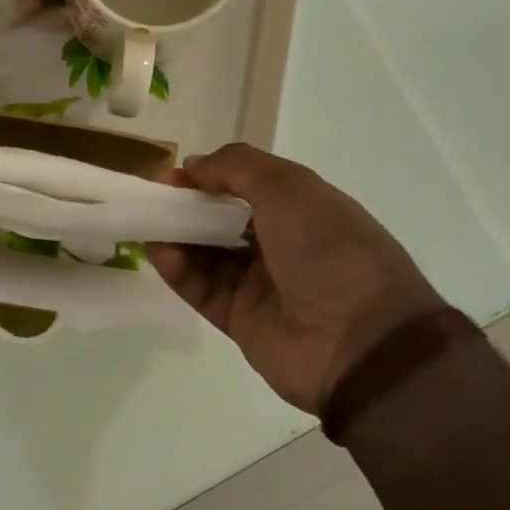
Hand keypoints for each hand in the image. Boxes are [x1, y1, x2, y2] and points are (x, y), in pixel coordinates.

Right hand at [148, 144, 443, 414]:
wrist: (360, 343)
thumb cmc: (330, 251)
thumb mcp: (290, 189)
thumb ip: (237, 168)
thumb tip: (194, 166)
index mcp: (305, 209)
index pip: (249, 185)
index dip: (212, 176)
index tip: (176, 174)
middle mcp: (283, 245)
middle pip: (224, 220)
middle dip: (189, 206)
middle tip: (154, 199)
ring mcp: (261, 285)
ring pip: (209, 255)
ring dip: (179, 237)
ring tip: (149, 224)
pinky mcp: (241, 321)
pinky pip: (203, 290)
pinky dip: (180, 271)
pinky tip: (160, 253)